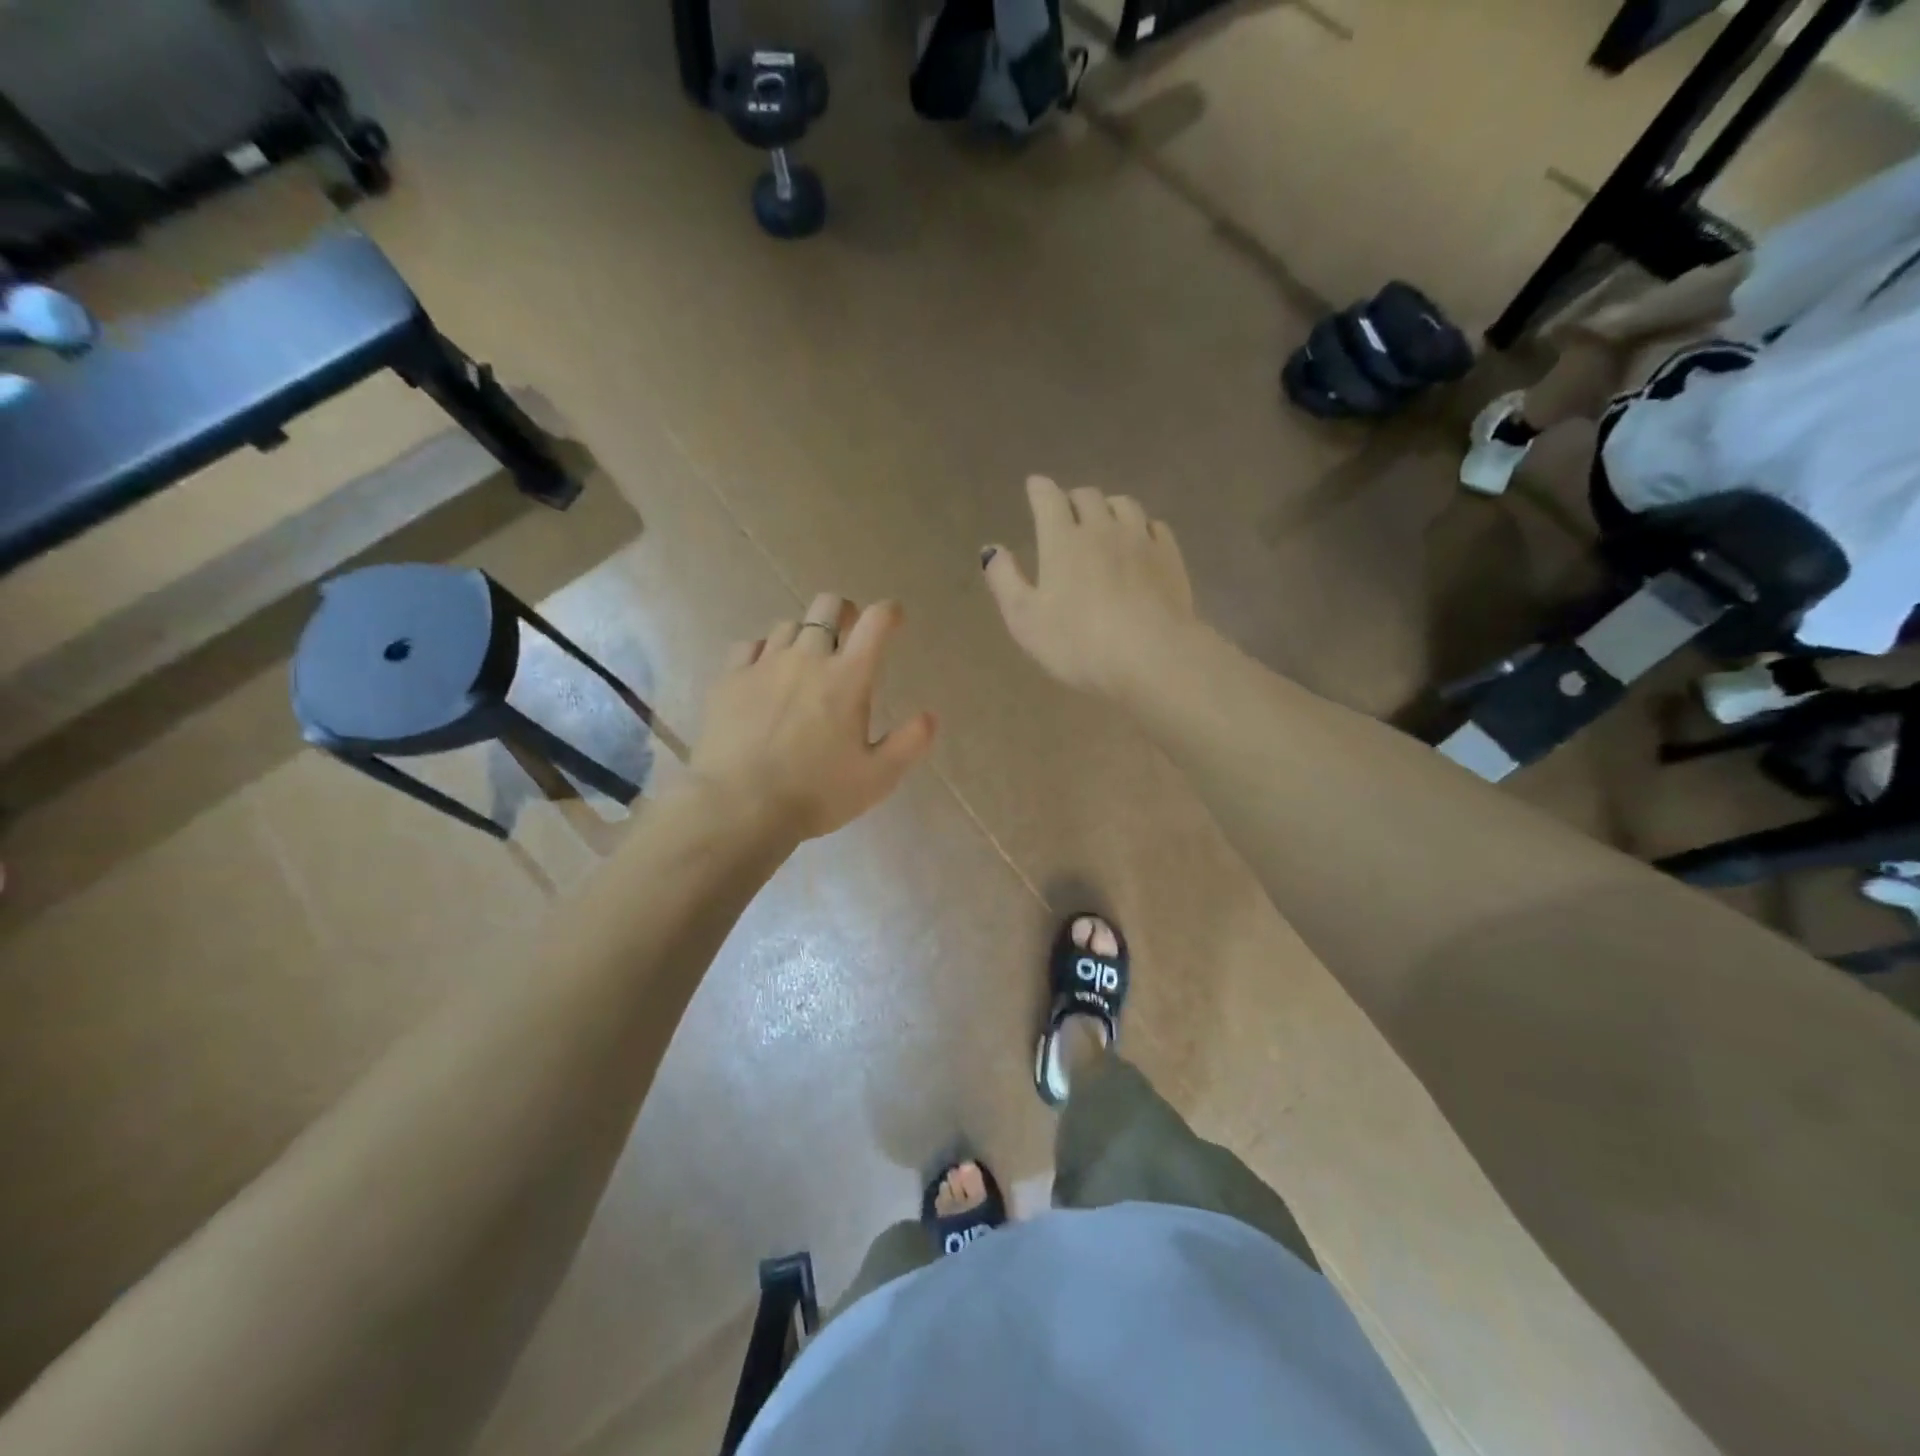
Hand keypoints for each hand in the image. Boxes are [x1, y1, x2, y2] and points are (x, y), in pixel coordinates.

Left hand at [691, 594, 937, 842]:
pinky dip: (763, 651)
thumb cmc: (817, 793)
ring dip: (803, 635)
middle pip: (827, 607)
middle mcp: (807, 658)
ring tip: (805, 659)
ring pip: (787, 625)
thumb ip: (909, 743)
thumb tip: (930, 716)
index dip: (888, 612)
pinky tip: (764, 672)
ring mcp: (764, 664)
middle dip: (843, 612)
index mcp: (848, 677)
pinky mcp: (729, 679)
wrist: (740, 806)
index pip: (875, 622)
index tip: (893, 617)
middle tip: (847, 632)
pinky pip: (749, 646)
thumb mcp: (878, 777)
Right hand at [982, 476, 1198, 697]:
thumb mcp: (1025, 619)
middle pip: (1088, 497)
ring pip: (1124, 505)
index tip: (1035, 485)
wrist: (1150, 656)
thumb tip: (992, 549)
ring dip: (1108, 507)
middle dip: (1073, 499)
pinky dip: (1141, 526)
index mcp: (1062, 540)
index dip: (1039, 489)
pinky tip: (1139, 540)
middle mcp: (1102, 529)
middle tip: (1066, 512)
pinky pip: (1155, 526)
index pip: (1048, 499)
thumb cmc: (1078, 643)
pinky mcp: (1170, 557)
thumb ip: (1005, 580)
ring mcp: (1141, 540)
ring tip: (1103, 521)